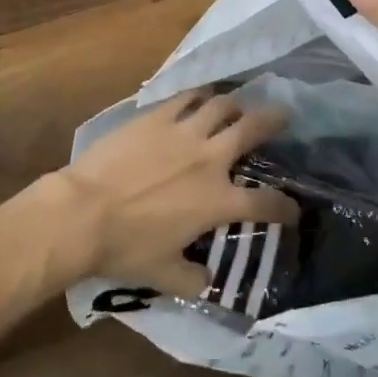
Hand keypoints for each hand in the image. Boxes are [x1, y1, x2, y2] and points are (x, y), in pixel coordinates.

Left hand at [53, 91, 300, 297]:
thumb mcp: (164, 275)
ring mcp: (183, 131)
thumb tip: (207, 281)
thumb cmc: (126, 247)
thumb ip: (192, 279)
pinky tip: (201, 95)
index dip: (285, 207)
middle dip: (274, 120)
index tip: (293, 210)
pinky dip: (200, 94)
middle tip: (284, 114)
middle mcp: (209, 159)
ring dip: (235, 103)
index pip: (265, 203)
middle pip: (252, 129)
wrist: (84, 211)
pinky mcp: (157, 116)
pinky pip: (186, 97)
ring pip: (221, 105)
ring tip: (239, 103)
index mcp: (217, 201)